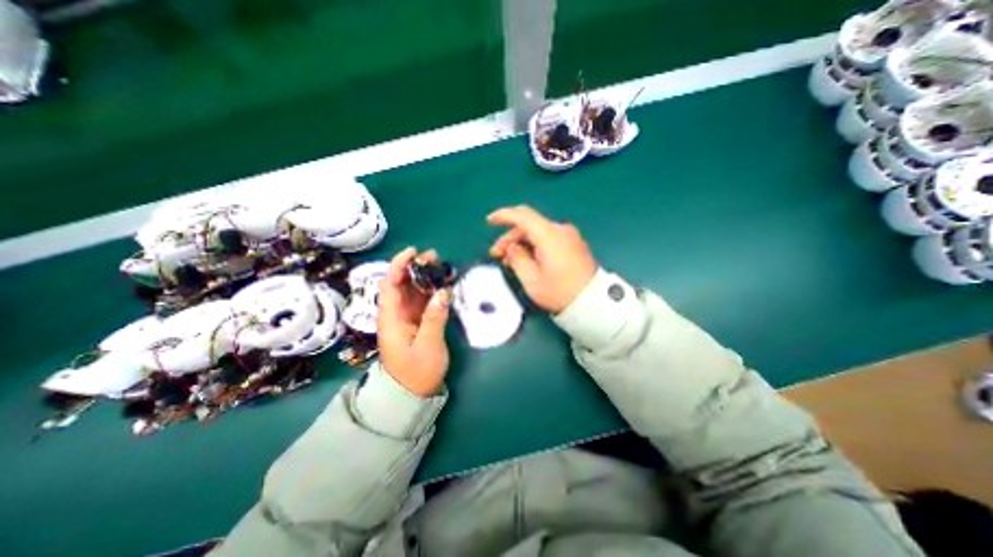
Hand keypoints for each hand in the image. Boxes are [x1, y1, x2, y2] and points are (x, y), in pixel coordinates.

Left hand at [377, 246, 451, 396]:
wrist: (412, 393)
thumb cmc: (416, 372)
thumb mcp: (428, 346)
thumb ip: (434, 319)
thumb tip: (443, 292)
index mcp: (391, 318)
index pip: (389, 284)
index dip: (398, 265)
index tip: (414, 252)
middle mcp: (397, 313)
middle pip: (402, 283)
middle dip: (415, 267)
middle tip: (435, 257)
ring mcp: (407, 317)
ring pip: (414, 290)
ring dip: (426, 276)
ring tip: (442, 266)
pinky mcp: (417, 321)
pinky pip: (424, 300)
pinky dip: (433, 290)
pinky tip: (444, 284)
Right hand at [488, 206, 596, 314]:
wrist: (592, 302)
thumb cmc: (559, 292)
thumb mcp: (531, 279)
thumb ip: (517, 258)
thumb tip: (512, 248)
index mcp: (550, 235)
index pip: (523, 216)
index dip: (504, 215)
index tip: (489, 221)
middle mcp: (561, 230)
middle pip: (529, 225)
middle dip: (510, 237)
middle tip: (497, 254)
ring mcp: (569, 236)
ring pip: (538, 232)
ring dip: (521, 242)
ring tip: (510, 260)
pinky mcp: (573, 244)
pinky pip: (548, 238)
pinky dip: (534, 245)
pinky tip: (526, 258)